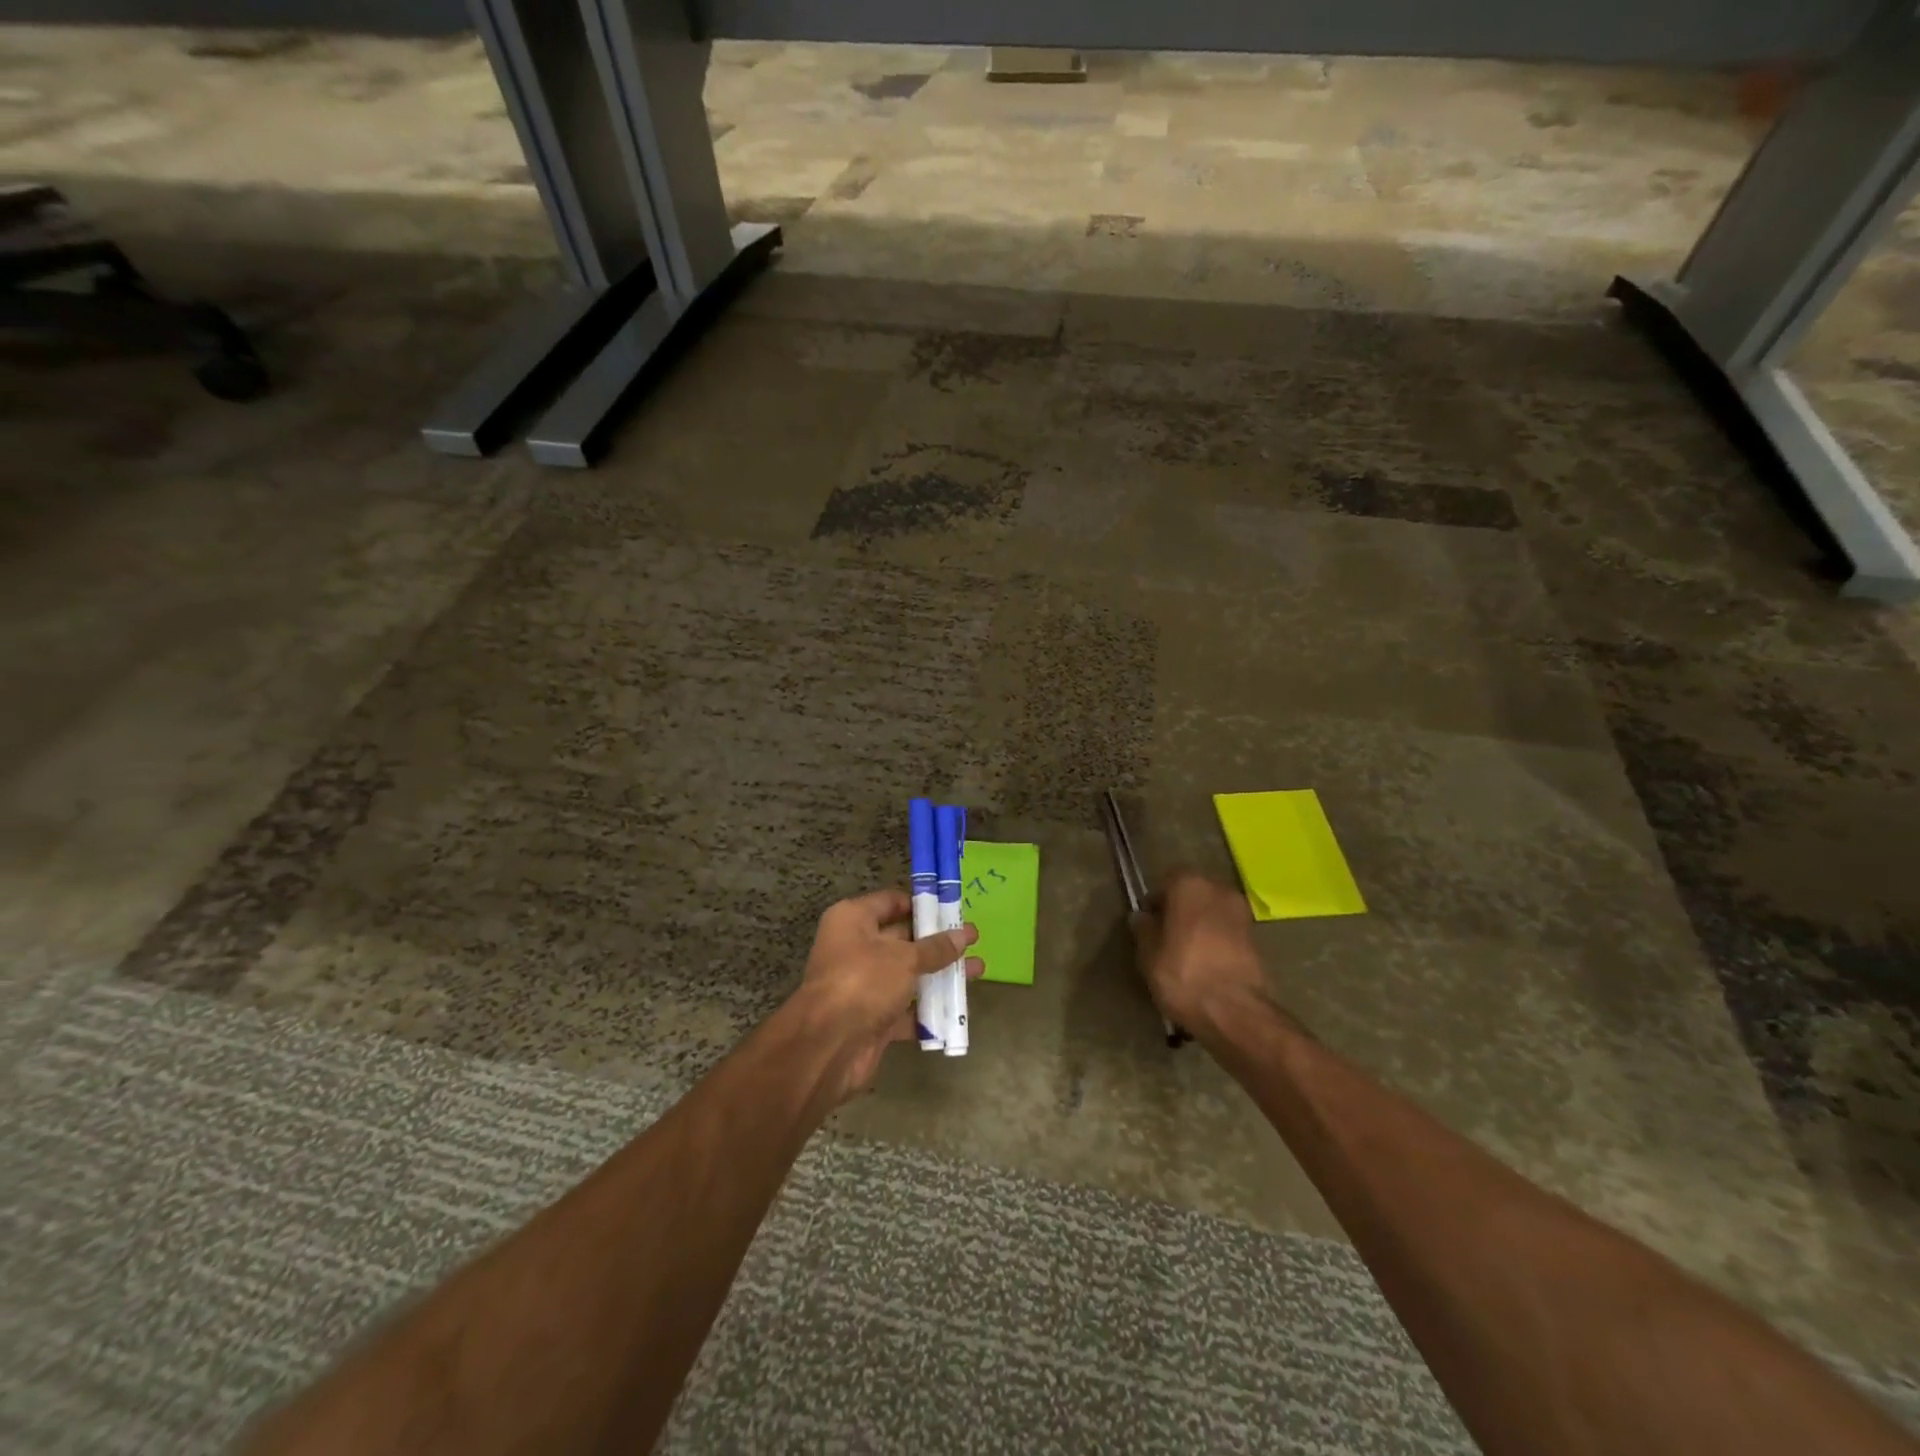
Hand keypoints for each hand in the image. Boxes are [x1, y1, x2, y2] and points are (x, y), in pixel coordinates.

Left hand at [794, 889, 980, 1102]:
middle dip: (937, 942)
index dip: (922, 905)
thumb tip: (963, 934)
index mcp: (853, 920)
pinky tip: (958, 1009)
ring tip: (977, 970)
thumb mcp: (905, 958)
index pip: (891, 902)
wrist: (828, 1045)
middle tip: (973, 940)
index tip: (953, 909)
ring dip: (939, 975)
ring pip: (907, 975)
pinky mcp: (871, 1018)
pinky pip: (905, 1009)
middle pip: (902, 939)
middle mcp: (855, 948)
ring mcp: (862, 985)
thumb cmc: (863, 981)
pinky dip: (928, 1010)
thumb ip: (936, 948)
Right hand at [1131, 871, 1269, 1034]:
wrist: (1233, 1010)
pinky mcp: (1255, 936)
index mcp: (1189, 884)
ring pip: (1210, 910)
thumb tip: (1142, 917)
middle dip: (1179, 909)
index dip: (1155, 902)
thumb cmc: (1183, 974)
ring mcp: (1240, 912)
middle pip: (1192, 892)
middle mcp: (1218, 889)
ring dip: (1198, 923)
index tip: (1147, 922)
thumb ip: (1143, 929)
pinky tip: (1204, 960)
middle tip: (1164, 935)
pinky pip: (1225, 928)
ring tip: (1184, 950)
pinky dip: (1215, 938)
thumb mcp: (1148, 953)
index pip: (1166, 881)